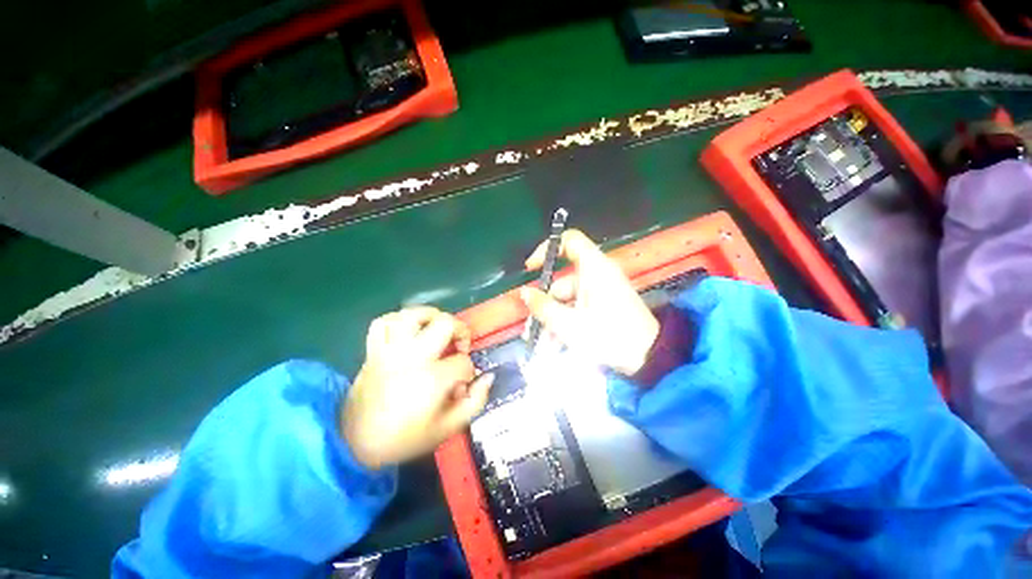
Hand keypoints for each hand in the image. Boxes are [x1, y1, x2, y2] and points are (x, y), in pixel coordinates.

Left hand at [342, 307, 493, 468]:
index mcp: (432, 379)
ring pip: (413, 314)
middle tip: (459, 346)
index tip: (461, 385)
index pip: (463, 362)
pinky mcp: (373, 350)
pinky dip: (398, 319)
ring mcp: (390, 350)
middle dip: (461, 331)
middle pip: (445, 324)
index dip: (469, 372)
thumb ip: (474, 402)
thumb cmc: (404, 438)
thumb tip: (487, 377)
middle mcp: (412, 357)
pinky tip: (409, 329)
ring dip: (431, 316)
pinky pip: (383, 322)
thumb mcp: (447, 429)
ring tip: (437, 328)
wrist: (354, 444)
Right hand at [520, 229, 658, 374]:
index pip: (569, 241)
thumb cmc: (608, 337)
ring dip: (553, 320)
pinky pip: (579, 308)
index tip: (531, 269)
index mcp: (594, 269)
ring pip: (568, 300)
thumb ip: (543, 307)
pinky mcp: (604, 306)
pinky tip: (557, 345)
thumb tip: (524, 293)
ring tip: (543, 346)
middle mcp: (598, 275)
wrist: (650, 359)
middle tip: (532, 328)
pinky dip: (567, 323)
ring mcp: (602, 292)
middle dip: (545, 305)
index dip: (547, 249)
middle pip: (562, 280)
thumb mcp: (569, 324)